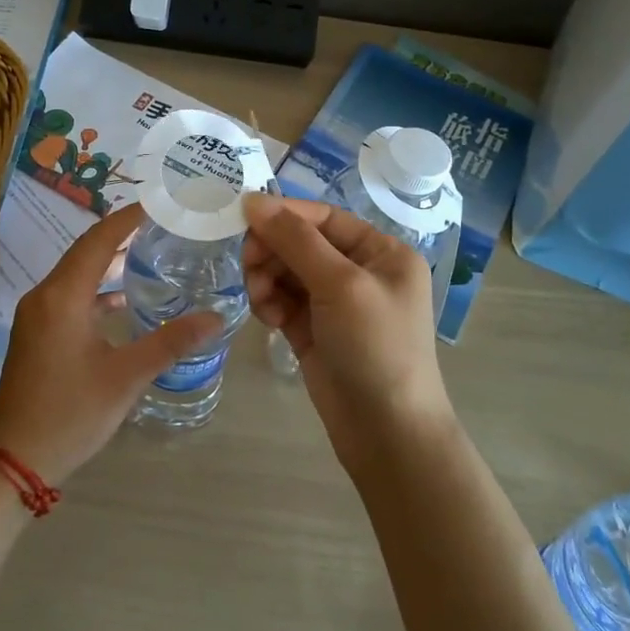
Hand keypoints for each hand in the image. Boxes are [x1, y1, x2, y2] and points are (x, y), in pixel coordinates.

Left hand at [0, 202, 221, 485]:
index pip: (98, 240)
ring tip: (148, 253)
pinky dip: (96, 291)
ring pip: (76, 275)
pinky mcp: (36, 334)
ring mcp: (36, 316)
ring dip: (108, 263)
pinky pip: (69, 297)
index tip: (159, 204)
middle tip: (160, 224)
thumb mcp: (126, 377)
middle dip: (121, 235)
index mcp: (63, 296)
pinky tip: (122, 301)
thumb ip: (170, 342)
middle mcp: (45, 296)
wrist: (15, 458)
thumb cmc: (71, 413)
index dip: (128, 219)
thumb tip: (216, 317)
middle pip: (85, 252)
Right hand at [241, 194, 453, 466]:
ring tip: (261, 302)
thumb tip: (254, 199)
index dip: (284, 215)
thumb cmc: (375, 347)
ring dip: (267, 279)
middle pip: (301, 243)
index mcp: (381, 252)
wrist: (387, 431)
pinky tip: (268, 319)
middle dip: (272, 252)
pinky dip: (270, 304)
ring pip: (286, 272)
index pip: (324, 218)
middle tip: (248, 267)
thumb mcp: (340, 285)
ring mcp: (336, 303)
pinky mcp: (314, 330)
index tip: (242, 217)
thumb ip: (295, 240)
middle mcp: (360, 271)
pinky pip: (282, 301)